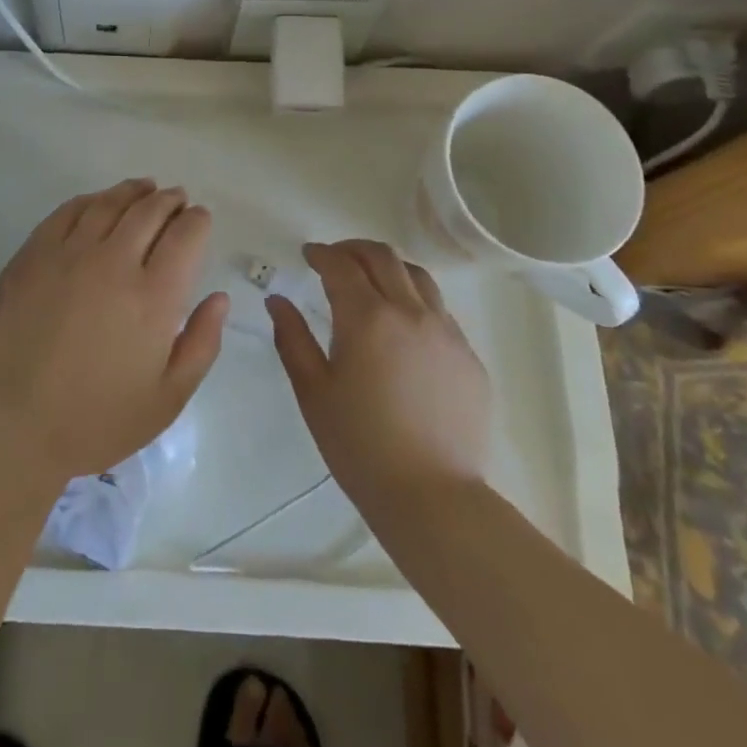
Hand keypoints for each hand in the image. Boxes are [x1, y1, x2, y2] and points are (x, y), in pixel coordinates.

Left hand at [0, 179, 229, 481]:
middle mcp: (114, 263)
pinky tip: (97, 202)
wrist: (11, 427)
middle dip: (169, 200)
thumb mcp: (167, 399)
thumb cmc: (96, 421)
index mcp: (154, 297)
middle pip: (149, 211)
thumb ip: (201, 344)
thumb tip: (218, 298)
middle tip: (176, 198)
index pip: (185, 235)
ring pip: (109, 204)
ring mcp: (69, 254)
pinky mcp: (32, 255)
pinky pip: (67, 212)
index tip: (199, 219)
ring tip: (144, 188)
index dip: (197, 221)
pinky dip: (90, 200)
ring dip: (133, 191)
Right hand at [268, 240, 490, 514]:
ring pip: (418, 276)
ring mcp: (446, 332)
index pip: (341, 265)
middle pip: (383, 257)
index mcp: (368, 317)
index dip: (321, 253)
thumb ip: (292, 338)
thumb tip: (277, 301)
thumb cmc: (360, 445)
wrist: (432, 497)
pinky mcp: (469, 357)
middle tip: (335, 259)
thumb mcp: (313, 391)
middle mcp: (411, 312)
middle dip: (354, 249)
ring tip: (372, 282)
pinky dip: (415, 300)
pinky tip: (403, 327)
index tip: (308, 255)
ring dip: (389, 268)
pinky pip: (440, 310)